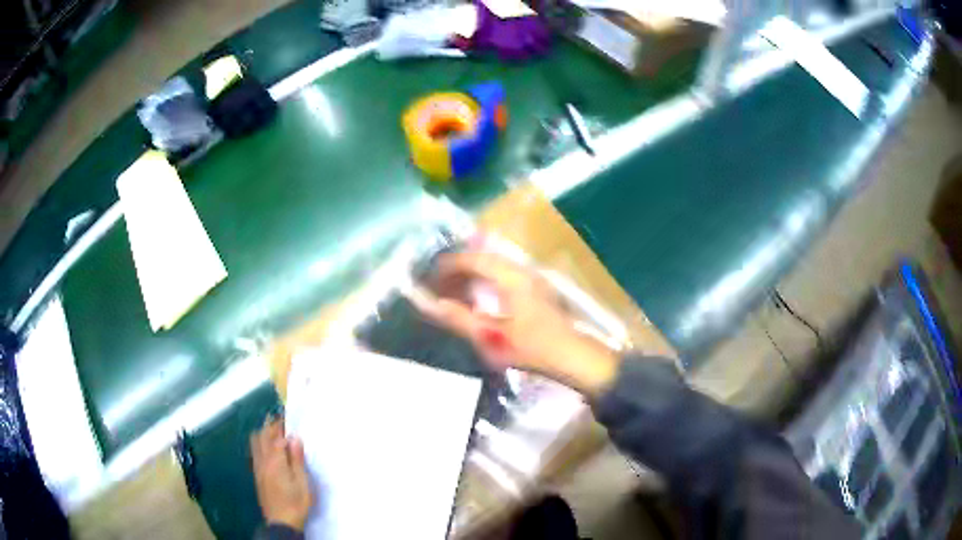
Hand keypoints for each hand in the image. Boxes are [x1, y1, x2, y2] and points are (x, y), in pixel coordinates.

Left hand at [250, 418, 312, 531]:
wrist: (281, 522)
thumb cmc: (296, 502)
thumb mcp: (303, 483)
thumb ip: (297, 459)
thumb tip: (294, 437)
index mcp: (275, 461)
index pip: (275, 436)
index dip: (280, 425)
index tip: (288, 417)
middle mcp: (262, 461)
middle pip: (261, 436)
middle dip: (269, 427)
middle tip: (281, 423)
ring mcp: (257, 468)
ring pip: (254, 443)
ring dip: (263, 435)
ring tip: (275, 435)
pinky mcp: (256, 475)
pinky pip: (254, 452)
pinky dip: (260, 445)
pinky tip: (269, 451)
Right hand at [412, 250, 620, 396]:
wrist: (574, 357)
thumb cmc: (532, 347)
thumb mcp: (491, 337)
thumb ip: (459, 318)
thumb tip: (430, 304)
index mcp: (511, 278)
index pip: (475, 260)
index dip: (450, 264)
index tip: (431, 272)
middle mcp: (523, 271)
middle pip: (486, 259)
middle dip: (461, 267)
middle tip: (441, 281)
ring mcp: (535, 279)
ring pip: (498, 266)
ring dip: (476, 273)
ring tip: (457, 287)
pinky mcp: (540, 290)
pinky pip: (508, 275)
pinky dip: (489, 280)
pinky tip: (482, 297)